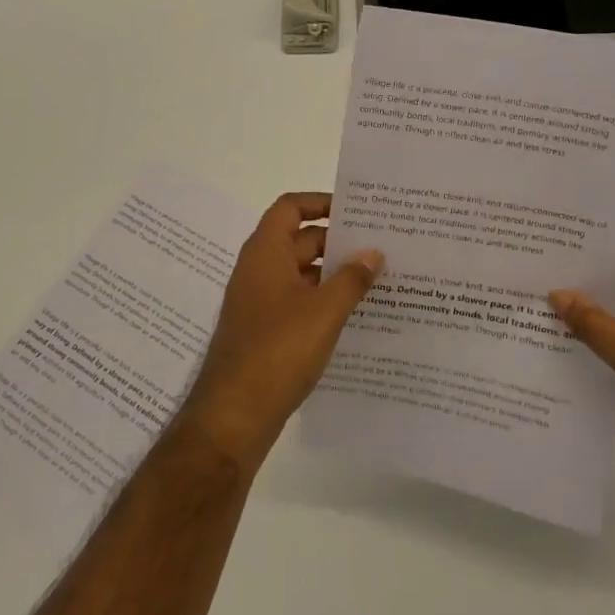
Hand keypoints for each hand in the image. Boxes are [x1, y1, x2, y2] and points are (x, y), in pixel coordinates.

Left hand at [178, 193, 383, 473]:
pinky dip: (322, 301)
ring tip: (376, 280)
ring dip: (332, 274)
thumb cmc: (279, 350)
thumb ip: (352, 278)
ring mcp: (259, 301)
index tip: (356, 210)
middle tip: (380, 247)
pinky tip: (353, 315)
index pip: (290, 207)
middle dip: (337, 241)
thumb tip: (373, 252)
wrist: (235, 412)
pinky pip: (296, 301)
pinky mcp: (264, 330)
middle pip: (299, 240)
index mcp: (265, 252)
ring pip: (300, 273)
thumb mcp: (324, 311)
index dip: (320, 202)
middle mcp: (258, 270)